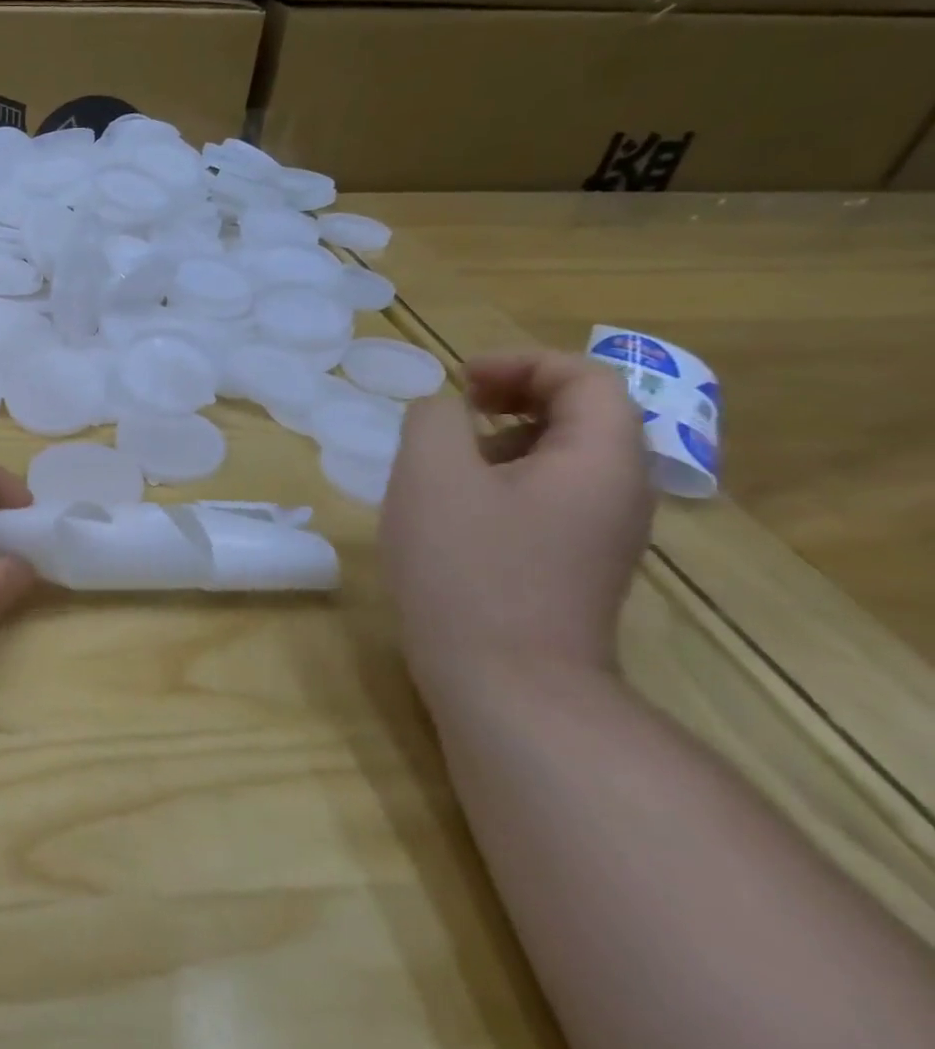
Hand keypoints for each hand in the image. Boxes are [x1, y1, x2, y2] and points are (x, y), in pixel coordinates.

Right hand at [380, 350, 654, 696]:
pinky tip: (454, 509)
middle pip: (583, 416)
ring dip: (504, 440)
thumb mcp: (432, 475)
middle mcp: (618, 494)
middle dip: (515, 397)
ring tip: (445, 459)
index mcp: (601, 461)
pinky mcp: (574, 567)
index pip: (587, 379)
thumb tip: (444, 412)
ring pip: (563, 460)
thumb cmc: (468, 568)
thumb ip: (433, 419)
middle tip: (456, 408)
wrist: (506, 685)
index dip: (523, 363)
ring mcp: (601, 536)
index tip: (461, 380)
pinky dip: (504, 481)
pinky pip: (549, 499)